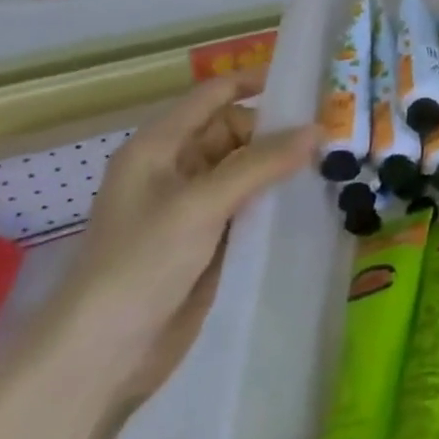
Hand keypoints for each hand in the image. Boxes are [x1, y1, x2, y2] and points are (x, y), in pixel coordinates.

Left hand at [59, 73, 317, 402]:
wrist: (102, 356)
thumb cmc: (140, 264)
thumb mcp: (201, 204)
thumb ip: (260, 163)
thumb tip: (318, 128)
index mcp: (159, 147)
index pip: (214, 95)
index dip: (256, 82)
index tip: (309, 83)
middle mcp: (177, 168)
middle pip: (236, 131)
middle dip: (279, 130)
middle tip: (334, 132)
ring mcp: (193, 206)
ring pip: (247, 169)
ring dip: (283, 166)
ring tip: (336, 161)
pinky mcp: (209, 240)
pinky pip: (250, 205)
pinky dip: (277, 199)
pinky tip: (313, 200)